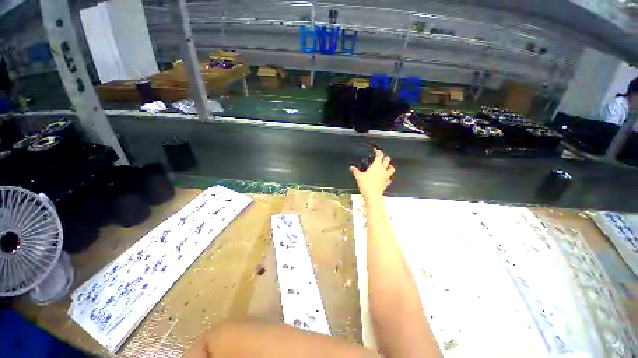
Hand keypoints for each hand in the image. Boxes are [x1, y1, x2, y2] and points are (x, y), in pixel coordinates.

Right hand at [350, 149, 394, 200]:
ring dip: (390, 166)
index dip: (378, 152)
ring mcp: (386, 176)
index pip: (379, 156)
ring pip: (391, 169)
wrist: (372, 195)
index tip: (376, 150)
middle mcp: (383, 169)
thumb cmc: (366, 184)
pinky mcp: (386, 182)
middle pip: (387, 160)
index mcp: (376, 165)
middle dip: (384, 157)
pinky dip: (387, 177)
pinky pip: (389, 178)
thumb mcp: (358, 176)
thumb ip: (355, 171)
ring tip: (387, 166)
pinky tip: (385, 178)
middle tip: (381, 157)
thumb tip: (351, 167)